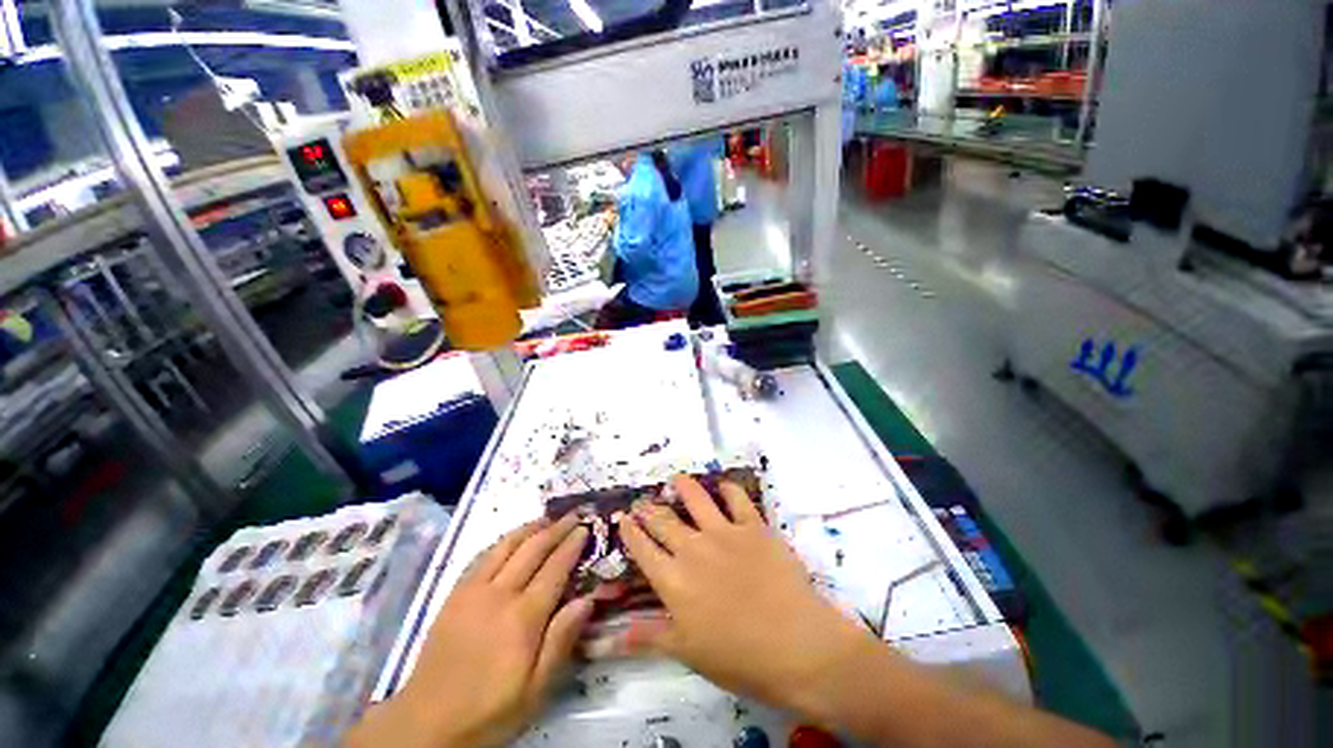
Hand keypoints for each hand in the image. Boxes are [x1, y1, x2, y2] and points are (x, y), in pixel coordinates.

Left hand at [346, 515, 591, 747]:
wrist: (427, 724)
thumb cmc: (490, 709)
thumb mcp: (535, 689)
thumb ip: (561, 640)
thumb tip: (587, 598)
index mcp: (523, 617)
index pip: (555, 568)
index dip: (572, 545)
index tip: (586, 527)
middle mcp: (500, 594)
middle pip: (533, 549)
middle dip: (556, 528)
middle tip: (573, 515)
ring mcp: (473, 591)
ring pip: (506, 545)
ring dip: (530, 528)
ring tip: (547, 518)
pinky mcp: (454, 595)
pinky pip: (481, 556)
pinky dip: (501, 541)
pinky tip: (510, 540)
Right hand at [617, 475, 877, 722]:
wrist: (796, 645)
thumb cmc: (739, 657)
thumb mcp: (688, 652)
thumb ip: (651, 636)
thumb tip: (613, 637)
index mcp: (673, 580)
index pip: (642, 548)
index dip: (630, 532)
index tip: (623, 518)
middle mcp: (692, 548)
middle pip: (663, 519)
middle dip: (649, 508)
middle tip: (643, 501)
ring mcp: (724, 532)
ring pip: (696, 498)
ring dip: (683, 486)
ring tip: (677, 479)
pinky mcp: (753, 525)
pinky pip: (736, 497)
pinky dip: (728, 488)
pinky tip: (724, 487)